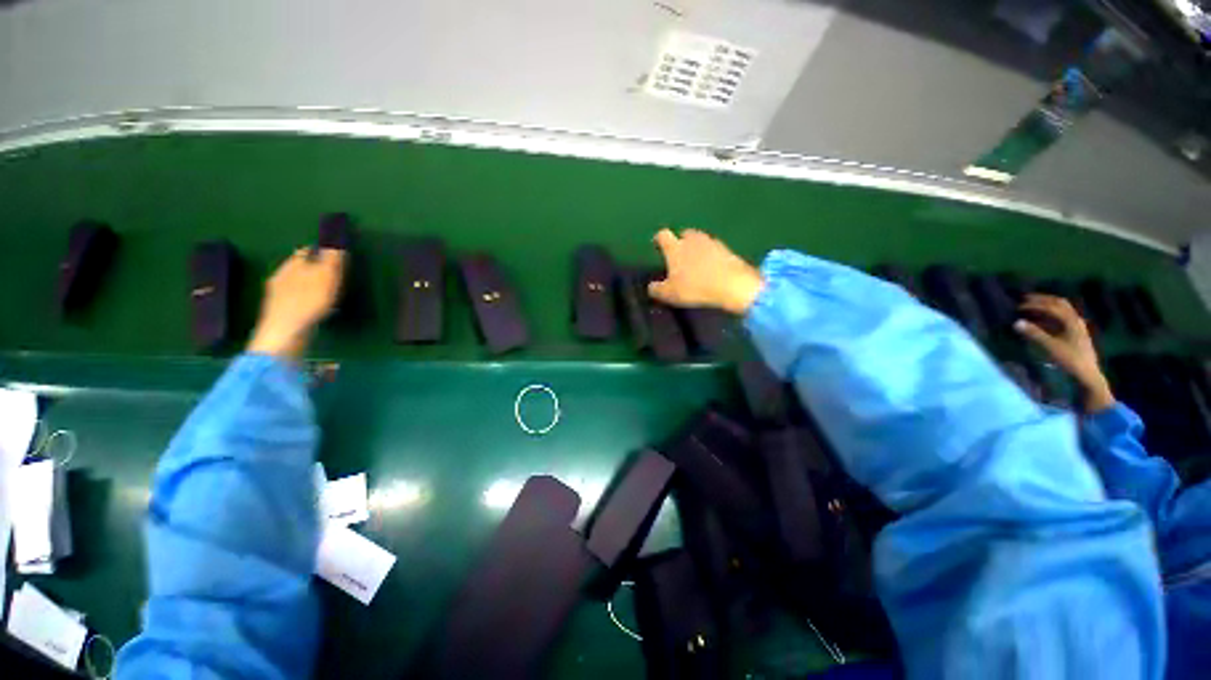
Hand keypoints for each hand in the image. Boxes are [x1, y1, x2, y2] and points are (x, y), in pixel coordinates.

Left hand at [247, 248, 345, 360]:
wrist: (284, 333)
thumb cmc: (308, 302)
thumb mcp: (326, 277)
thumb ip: (332, 260)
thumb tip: (335, 241)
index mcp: (292, 266)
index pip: (305, 252)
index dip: (318, 250)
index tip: (330, 252)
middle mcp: (280, 276)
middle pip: (297, 267)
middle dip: (310, 266)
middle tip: (327, 271)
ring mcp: (276, 295)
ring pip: (293, 282)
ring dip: (305, 283)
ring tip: (320, 289)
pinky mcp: (278, 312)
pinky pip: (293, 298)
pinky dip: (302, 298)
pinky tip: (310, 305)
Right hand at [648, 229, 763, 314]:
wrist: (732, 285)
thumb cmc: (695, 287)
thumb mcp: (670, 294)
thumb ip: (657, 289)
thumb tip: (651, 287)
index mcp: (675, 247)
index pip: (663, 235)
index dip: (658, 239)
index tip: (657, 245)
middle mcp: (692, 239)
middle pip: (683, 234)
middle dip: (680, 242)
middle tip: (679, 256)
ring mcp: (711, 242)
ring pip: (700, 240)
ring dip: (696, 248)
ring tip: (695, 262)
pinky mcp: (727, 249)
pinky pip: (714, 249)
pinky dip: (711, 255)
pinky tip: (711, 267)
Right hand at [1014, 293, 1114, 412]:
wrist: (1087, 375)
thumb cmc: (1070, 360)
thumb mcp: (1051, 347)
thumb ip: (1034, 333)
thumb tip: (1016, 322)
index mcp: (1071, 321)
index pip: (1052, 306)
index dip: (1035, 304)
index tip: (1019, 306)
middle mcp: (1075, 320)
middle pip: (1059, 304)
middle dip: (1043, 300)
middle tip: (1026, 300)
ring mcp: (1077, 327)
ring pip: (1062, 310)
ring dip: (1047, 307)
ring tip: (1033, 308)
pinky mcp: (1076, 334)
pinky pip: (1062, 319)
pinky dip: (1051, 316)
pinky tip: (1042, 321)